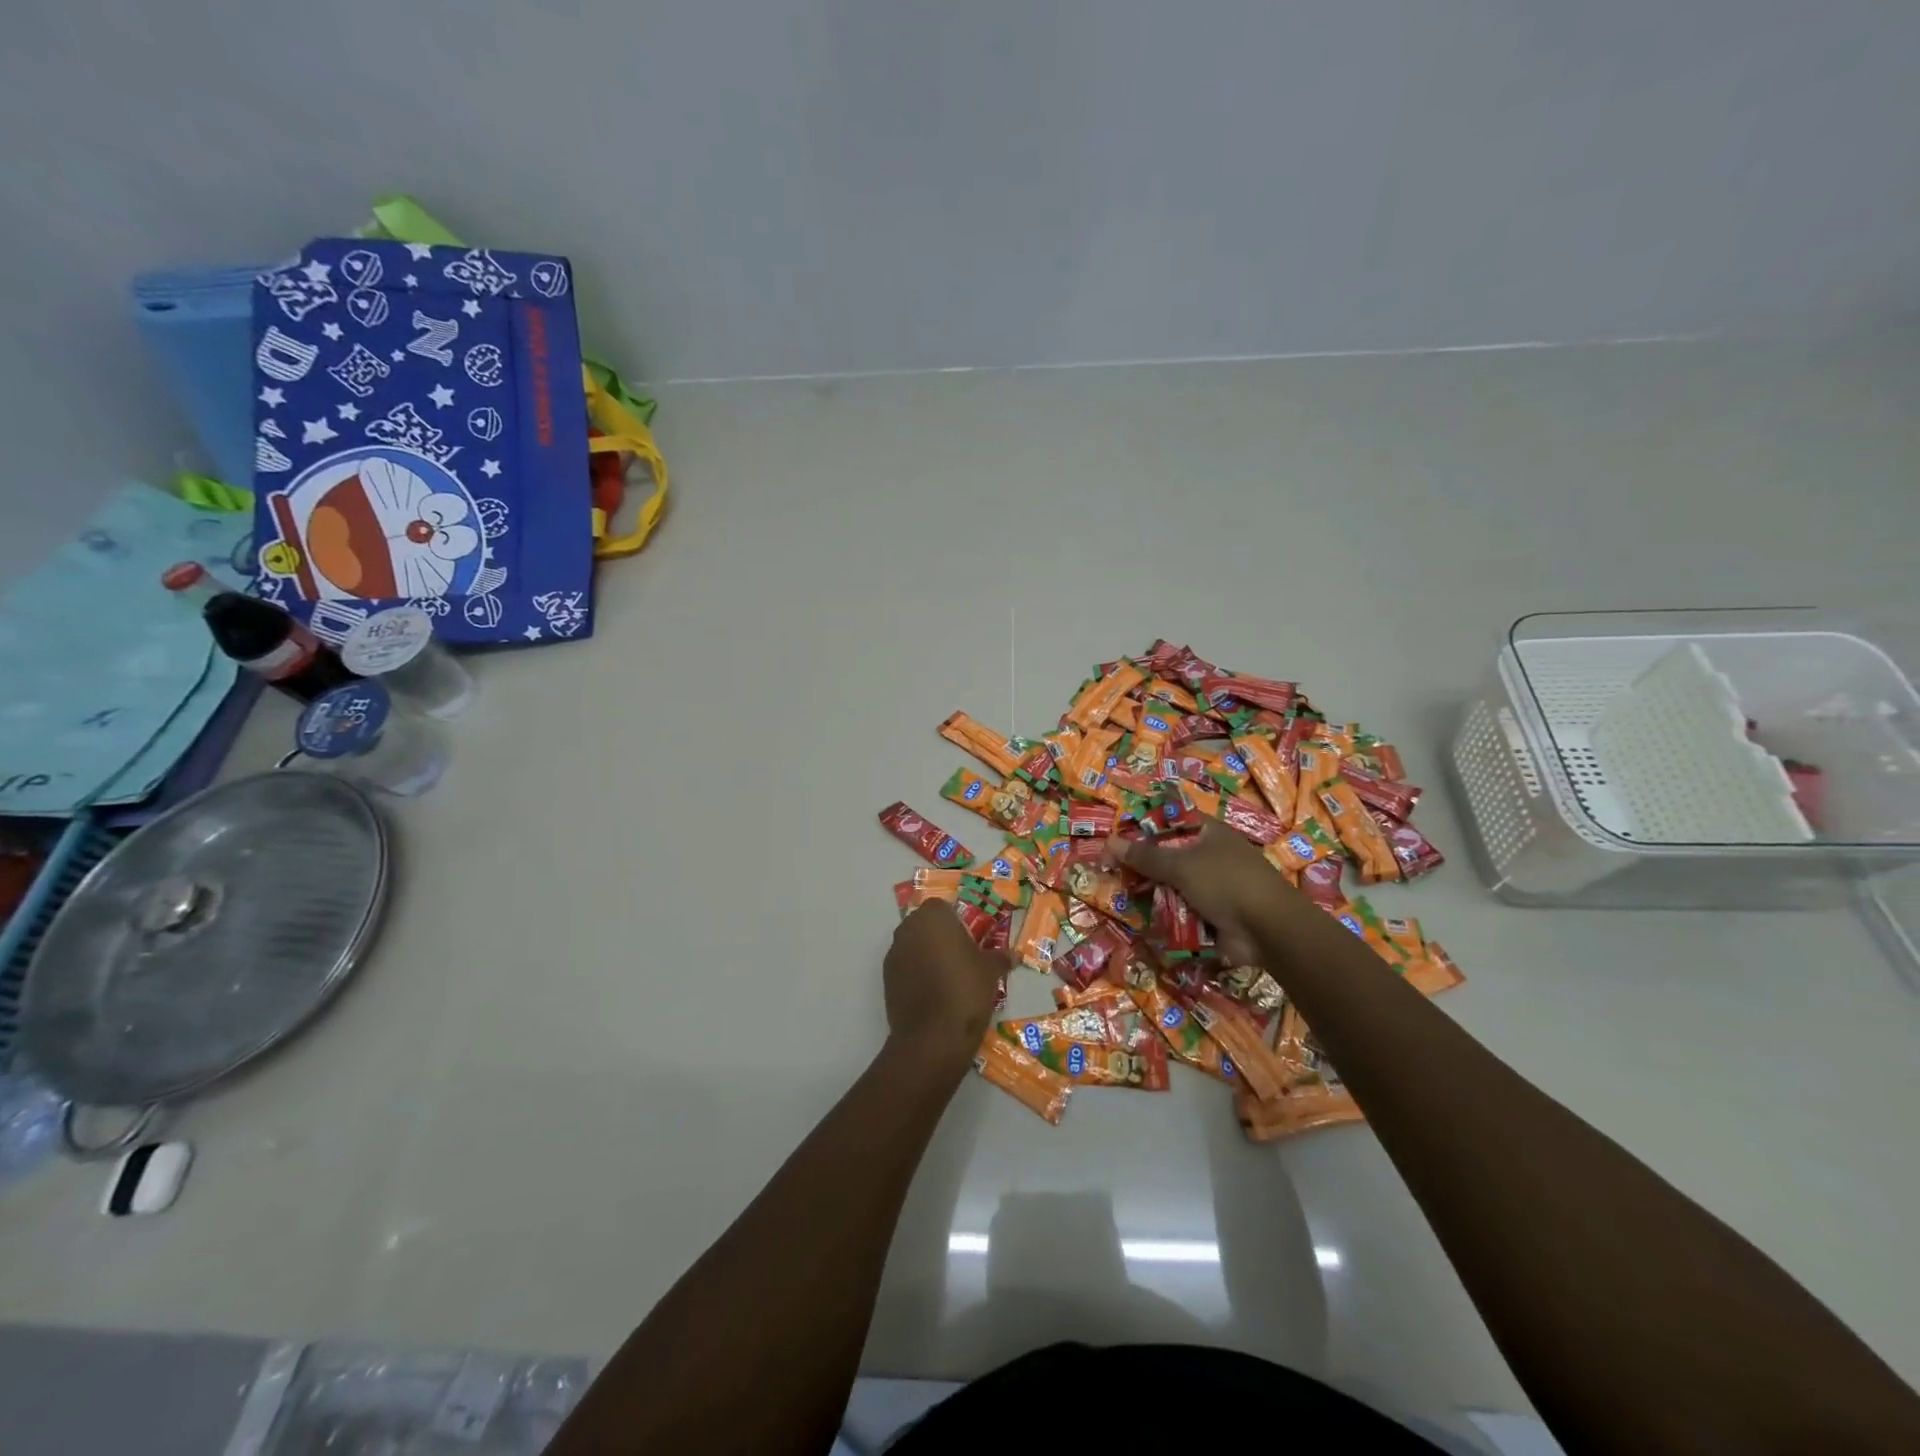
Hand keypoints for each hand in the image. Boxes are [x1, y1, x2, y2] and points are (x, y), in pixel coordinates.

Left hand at [884, 903, 1008, 1059]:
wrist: (932, 1035)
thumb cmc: (965, 990)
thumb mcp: (990, 971)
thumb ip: (1000, 957)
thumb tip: (1014, 955)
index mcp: (933, 917)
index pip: (943, 907)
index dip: (957, 921)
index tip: (970, 940)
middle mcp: (908, 927)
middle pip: (925, 924)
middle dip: (940, 936)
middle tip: (961, 957)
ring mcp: (894, 952)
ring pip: (913, 944)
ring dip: (926, 953)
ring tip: (947, 977)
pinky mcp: (886, 977)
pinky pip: (905, 966)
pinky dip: (915, 972)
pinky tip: (932, 993)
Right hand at [1105, 821, 1288, 964]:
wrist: (1268, 930)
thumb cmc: (1226, 882)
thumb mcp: (1181, 865)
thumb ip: (1144, 856)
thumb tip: (1110, 843)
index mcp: (1209, 833)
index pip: (1170, 823)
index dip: (1143, 830)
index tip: (1118, 842)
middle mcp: (1211, 856)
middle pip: (1168, 857)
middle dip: (1143, 868)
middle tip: (1113, 874)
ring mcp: (1214, 887)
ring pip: (1172, 886)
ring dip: (1153, 894)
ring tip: (1124, 899)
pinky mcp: (1214, 915)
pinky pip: (1182, 911)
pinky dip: (1167, 916)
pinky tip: (1144, 921)